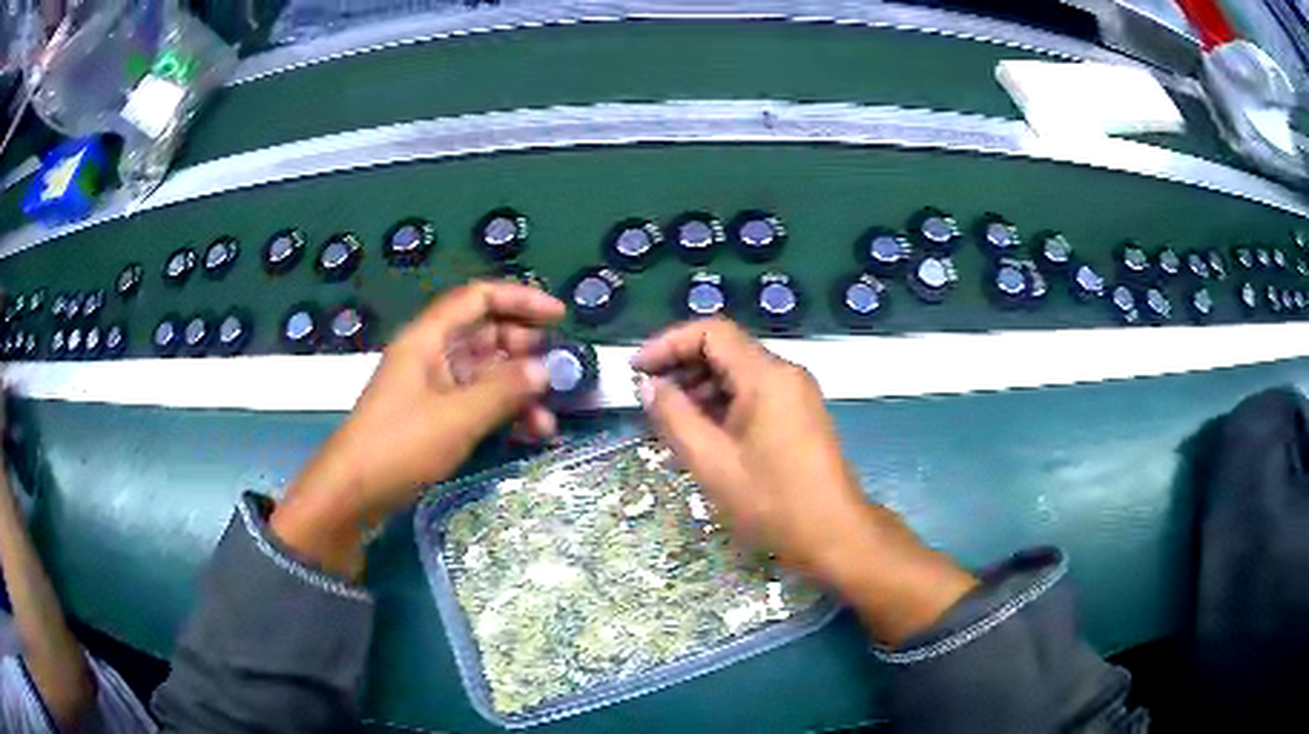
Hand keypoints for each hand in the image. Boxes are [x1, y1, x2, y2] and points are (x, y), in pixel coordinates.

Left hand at [272, 282, 564, 574]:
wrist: (352, 494)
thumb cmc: (400, 445)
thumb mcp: (457, 417)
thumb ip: (504, 390)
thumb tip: (546, 369)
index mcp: (428, 338)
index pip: (478, 298)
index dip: (520, 299)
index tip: (559, 317)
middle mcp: (431, 355)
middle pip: (485, 335)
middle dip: (525, 351)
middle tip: (559, 373)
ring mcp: (432, 388)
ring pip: (485, 374)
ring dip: (518, 390)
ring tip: (548, 420)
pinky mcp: (434, 418)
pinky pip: (477, 403)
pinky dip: (503, 413)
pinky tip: (530, 435)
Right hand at [634, 319, 975, 644]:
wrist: (834, 534)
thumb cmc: (773, 501)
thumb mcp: (712, 462)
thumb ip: (674, 417)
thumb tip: (649, 386)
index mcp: (767, 376)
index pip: (711, 332)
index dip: (668, 343)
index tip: (636, 370)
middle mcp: (785, 373)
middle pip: (725, 349)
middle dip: (681, 367)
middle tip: (647, 399)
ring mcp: (795, 394)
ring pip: (738, 373)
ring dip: (699, 388)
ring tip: (668, 421)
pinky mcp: (798, 414)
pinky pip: (752, 394)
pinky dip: (721, 404)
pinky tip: (700, 432)